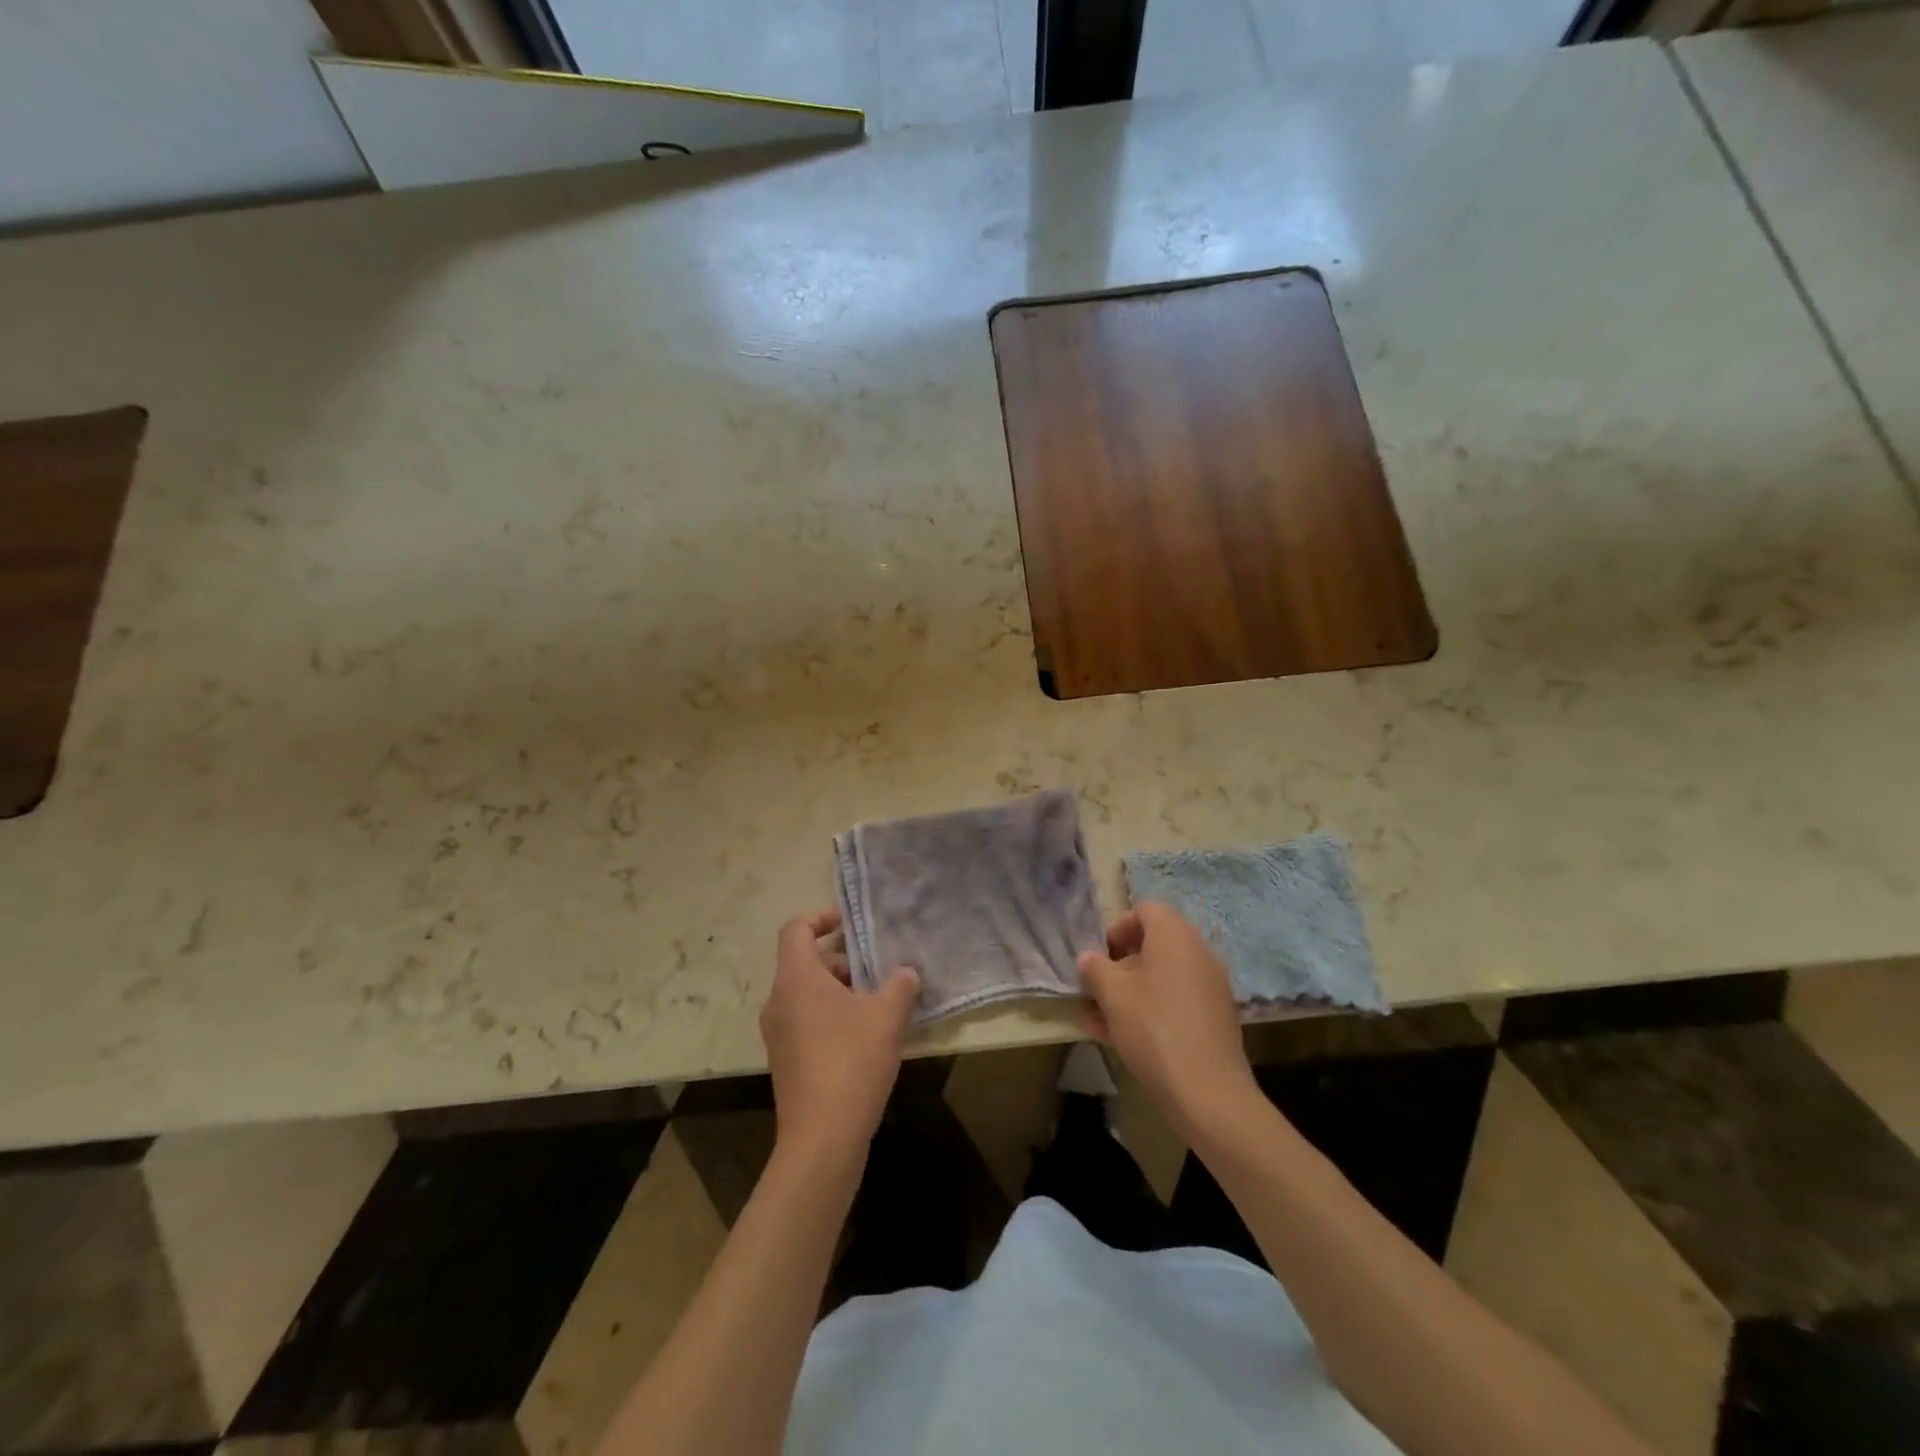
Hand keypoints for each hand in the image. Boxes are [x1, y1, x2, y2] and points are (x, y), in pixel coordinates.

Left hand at [761, 909, 919, 1162]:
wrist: (821, 1139)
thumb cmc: (851, 1062)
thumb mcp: (886, 1017)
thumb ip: (900, 985)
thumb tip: (907, 972)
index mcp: (795, 979)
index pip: (795, 929)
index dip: (821, 918)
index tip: (851, 925)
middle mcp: (778, 1001)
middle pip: (804, 963)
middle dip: (842, 961)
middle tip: (878, 972)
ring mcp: (778, 1034)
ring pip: (807, 995)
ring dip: (840, 992)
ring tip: (879, 1005)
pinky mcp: (786, 1061)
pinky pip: (807, 1022)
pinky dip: (832, 1017)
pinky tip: (866, 1038)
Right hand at [1077, 902, 1259, 1141]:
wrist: (1207, 1090)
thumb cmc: (1153, 1027)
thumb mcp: (1112, 994)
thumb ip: (1095, 969)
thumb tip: (1088, 958)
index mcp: (1175, 936)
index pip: (1146, 910)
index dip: (1119, 927)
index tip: (1102, 956)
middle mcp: (1199, 952)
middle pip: (1155, 945)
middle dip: (1122, 965)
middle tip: (1099, 989)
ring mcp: (1211, 987)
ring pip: (1163, 978)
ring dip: (1132, 991)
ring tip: (1101, 1020)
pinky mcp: (1216, 1018)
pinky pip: (1176, 1002)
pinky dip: (1152, 1010)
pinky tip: (1123, 1039)